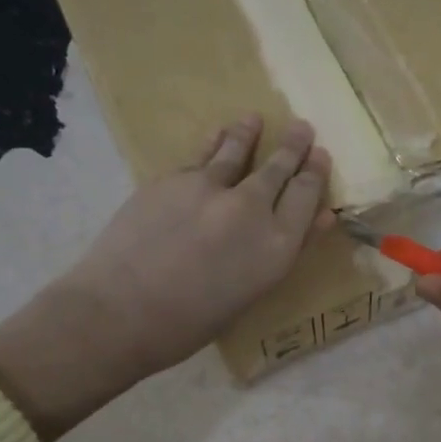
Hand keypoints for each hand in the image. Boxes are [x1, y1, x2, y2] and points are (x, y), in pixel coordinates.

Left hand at [0, 115, 330, 440]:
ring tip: (254, 119)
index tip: (321, 156)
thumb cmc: (192, 322)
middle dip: (294, 146)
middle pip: (279, 169)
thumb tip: (318, 218)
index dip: (315, 174)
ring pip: (237, 152)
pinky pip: (201, 157)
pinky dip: (212, 144)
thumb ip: (285, 250)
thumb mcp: (252, 291)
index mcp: (277, 246)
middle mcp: (251, 209)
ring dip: (249, 134)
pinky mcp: (172, 180)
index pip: (306, 197)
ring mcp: (210, 189)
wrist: (120, 312)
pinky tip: (216, 134)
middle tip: (303, 128)